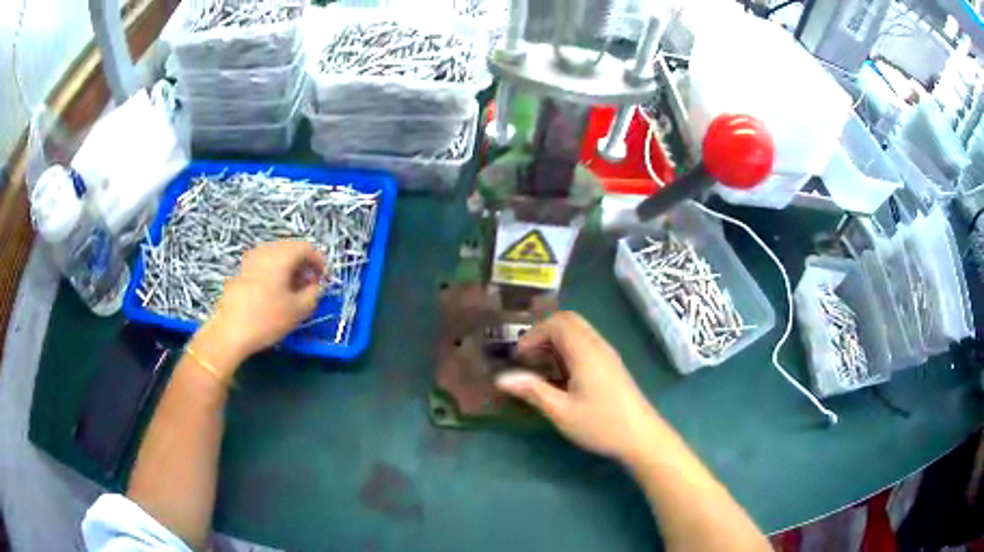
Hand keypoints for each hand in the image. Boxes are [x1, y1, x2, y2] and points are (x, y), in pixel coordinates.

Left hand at [205, 241, 325, 360]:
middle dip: (304, 265)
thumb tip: (317, 285)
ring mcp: (251, 259)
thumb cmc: (266, 319)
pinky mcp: (241, 270)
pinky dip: (275, 272)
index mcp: (281, 255)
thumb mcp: (298, 310)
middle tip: (311, 285)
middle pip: (291, 248)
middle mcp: (266, 250)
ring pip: (277, 256)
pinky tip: (276, 293)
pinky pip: (265, 264)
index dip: (320, 262)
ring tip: (294, 291)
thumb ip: (314, 293)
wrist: (228, 331)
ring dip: (290, 269)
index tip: (324, 279)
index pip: (307, 248)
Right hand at [496, 311, 661, 465]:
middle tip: (529, 358)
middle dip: (544, 334)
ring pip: (578, 332)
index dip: (533, 335)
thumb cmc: (600, 424)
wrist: (641, 437)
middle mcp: (598, 345)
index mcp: (585, 351)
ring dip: (556, 342)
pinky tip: (562, 377)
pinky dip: (568, 350)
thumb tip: (501, 378)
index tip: (519, 358)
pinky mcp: (611, 365)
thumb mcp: (561, 411)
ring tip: (541, 368)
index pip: (557, 322)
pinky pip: (586, 344)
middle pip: (568, 321)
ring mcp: (607, 354)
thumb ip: (532, 391)